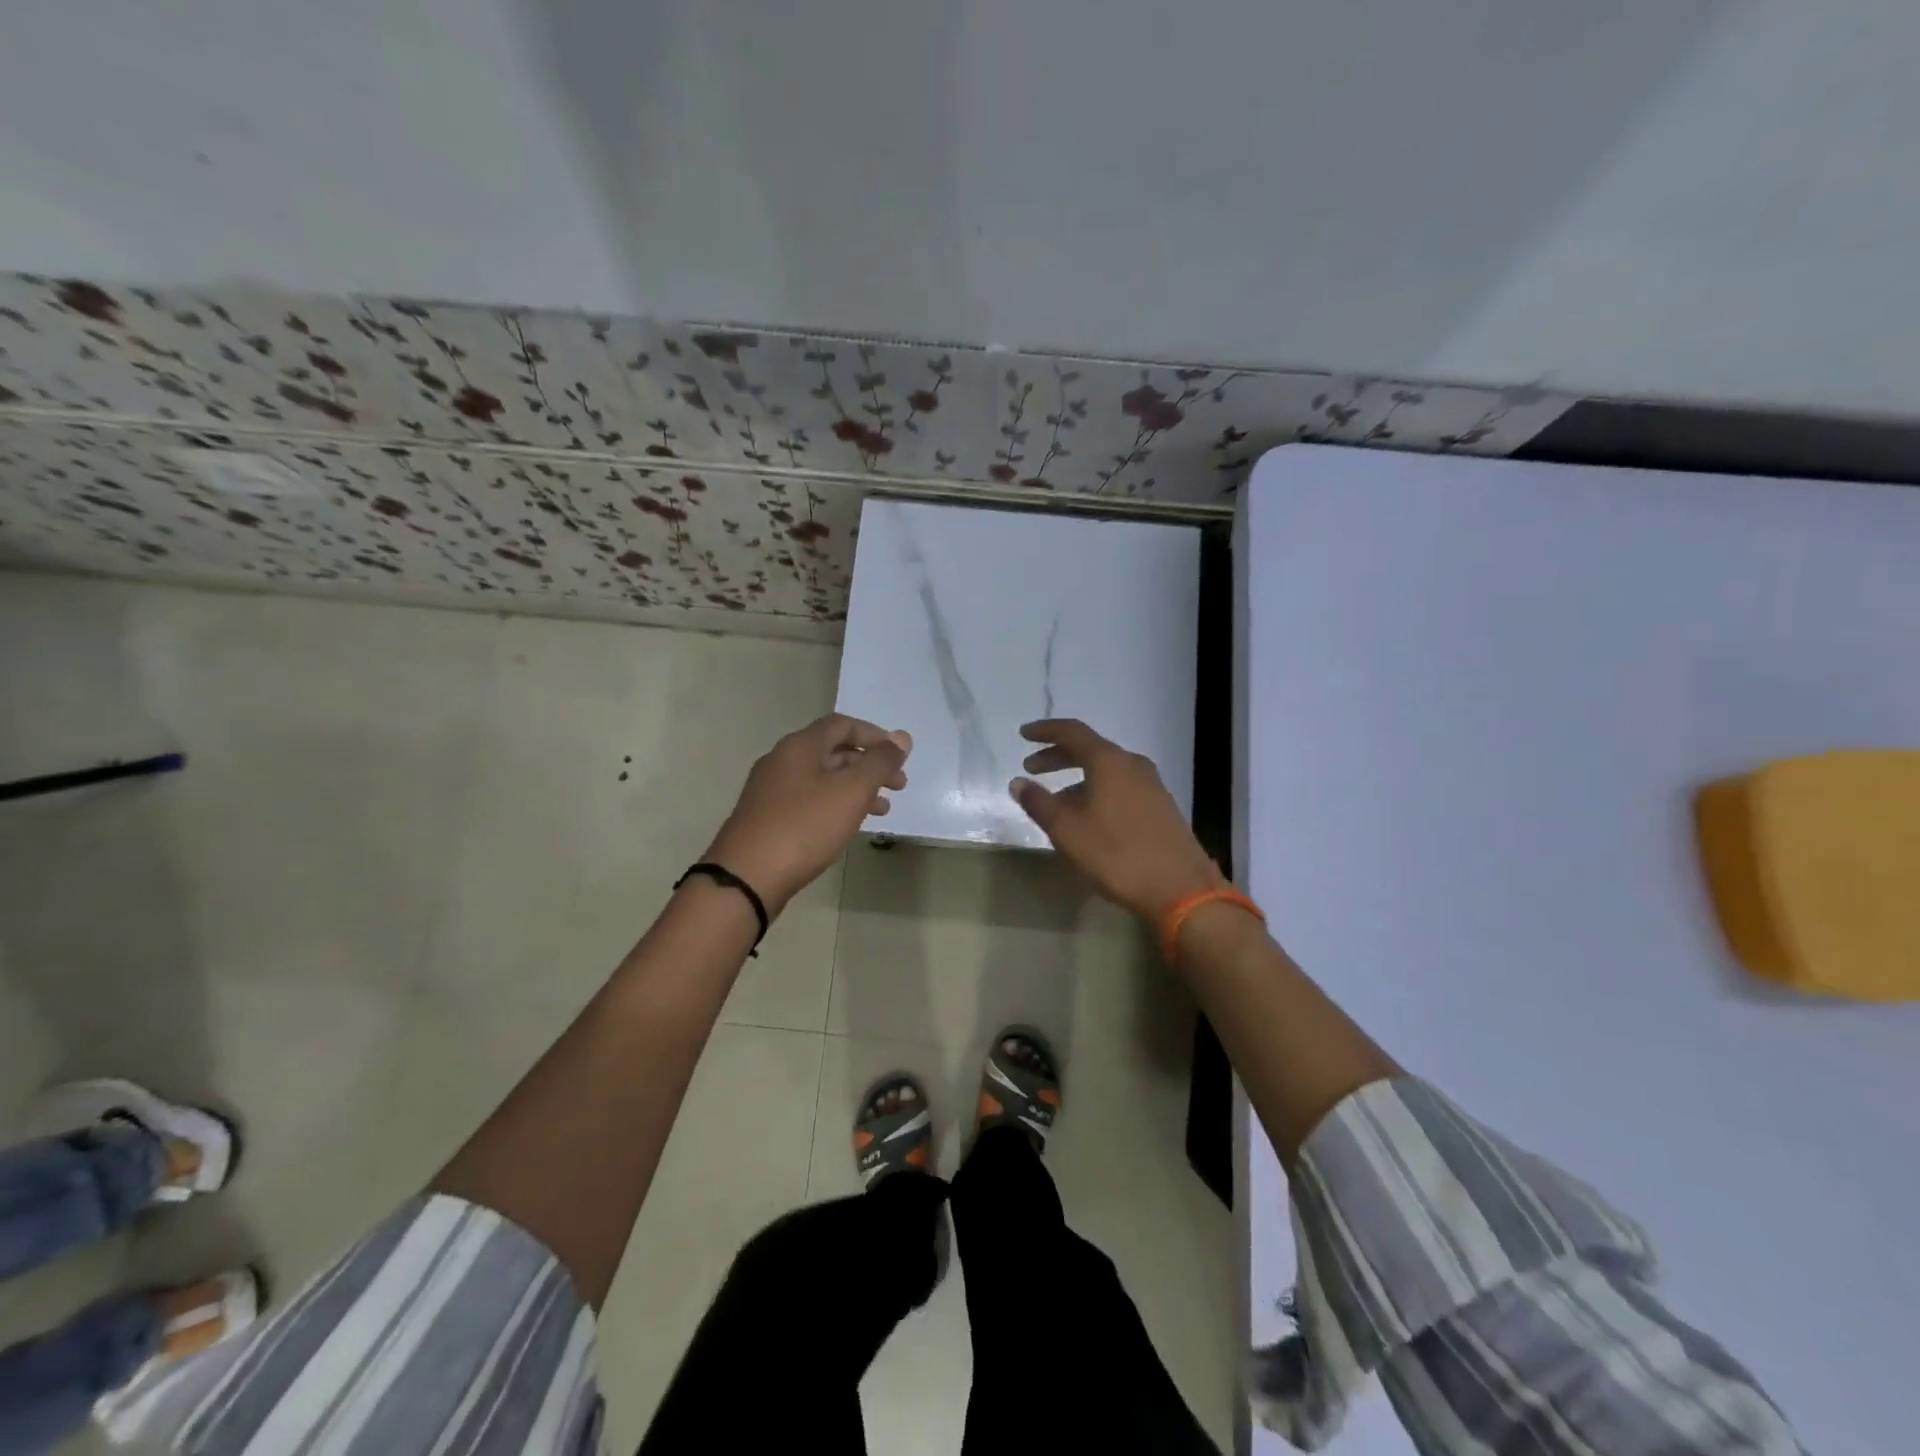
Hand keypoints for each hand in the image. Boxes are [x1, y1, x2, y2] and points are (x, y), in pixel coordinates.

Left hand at [704, 714, 910, 913]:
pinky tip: (848, 826)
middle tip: (898, 786)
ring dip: (855, 788)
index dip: (874, 736)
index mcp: (800, 746)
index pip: (842, 725)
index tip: (899, 756)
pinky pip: (809, 800)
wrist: (747, 877)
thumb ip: (880, 762)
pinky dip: (835, 805)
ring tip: (882, 809)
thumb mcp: (851, 791)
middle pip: (833, 751)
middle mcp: (782, 761)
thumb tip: (902, 738)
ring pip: (822, 779)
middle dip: (869, 765)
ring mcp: (771, 790)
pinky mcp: (767, 818)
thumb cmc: (804, 826)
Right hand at [1010, 718, 1223, 920]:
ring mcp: (1152, 785)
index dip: (1045, 731)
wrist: (1181, 889)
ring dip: (1077, 778)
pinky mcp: (1161, 807)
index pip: (1072, 732)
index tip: (1023, 734)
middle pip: (1090, 749)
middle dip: (1057, 756)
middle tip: (1032, 768)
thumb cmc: (1117, 855)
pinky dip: (1097, 791)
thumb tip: (1018, 782)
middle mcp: (1133, 765)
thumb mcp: (1068, 831)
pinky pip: (1121, 787)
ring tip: (1055, 801)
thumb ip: (1039, 803)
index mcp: (1110, 762)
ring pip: (1106, 770)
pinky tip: (1088, 817)